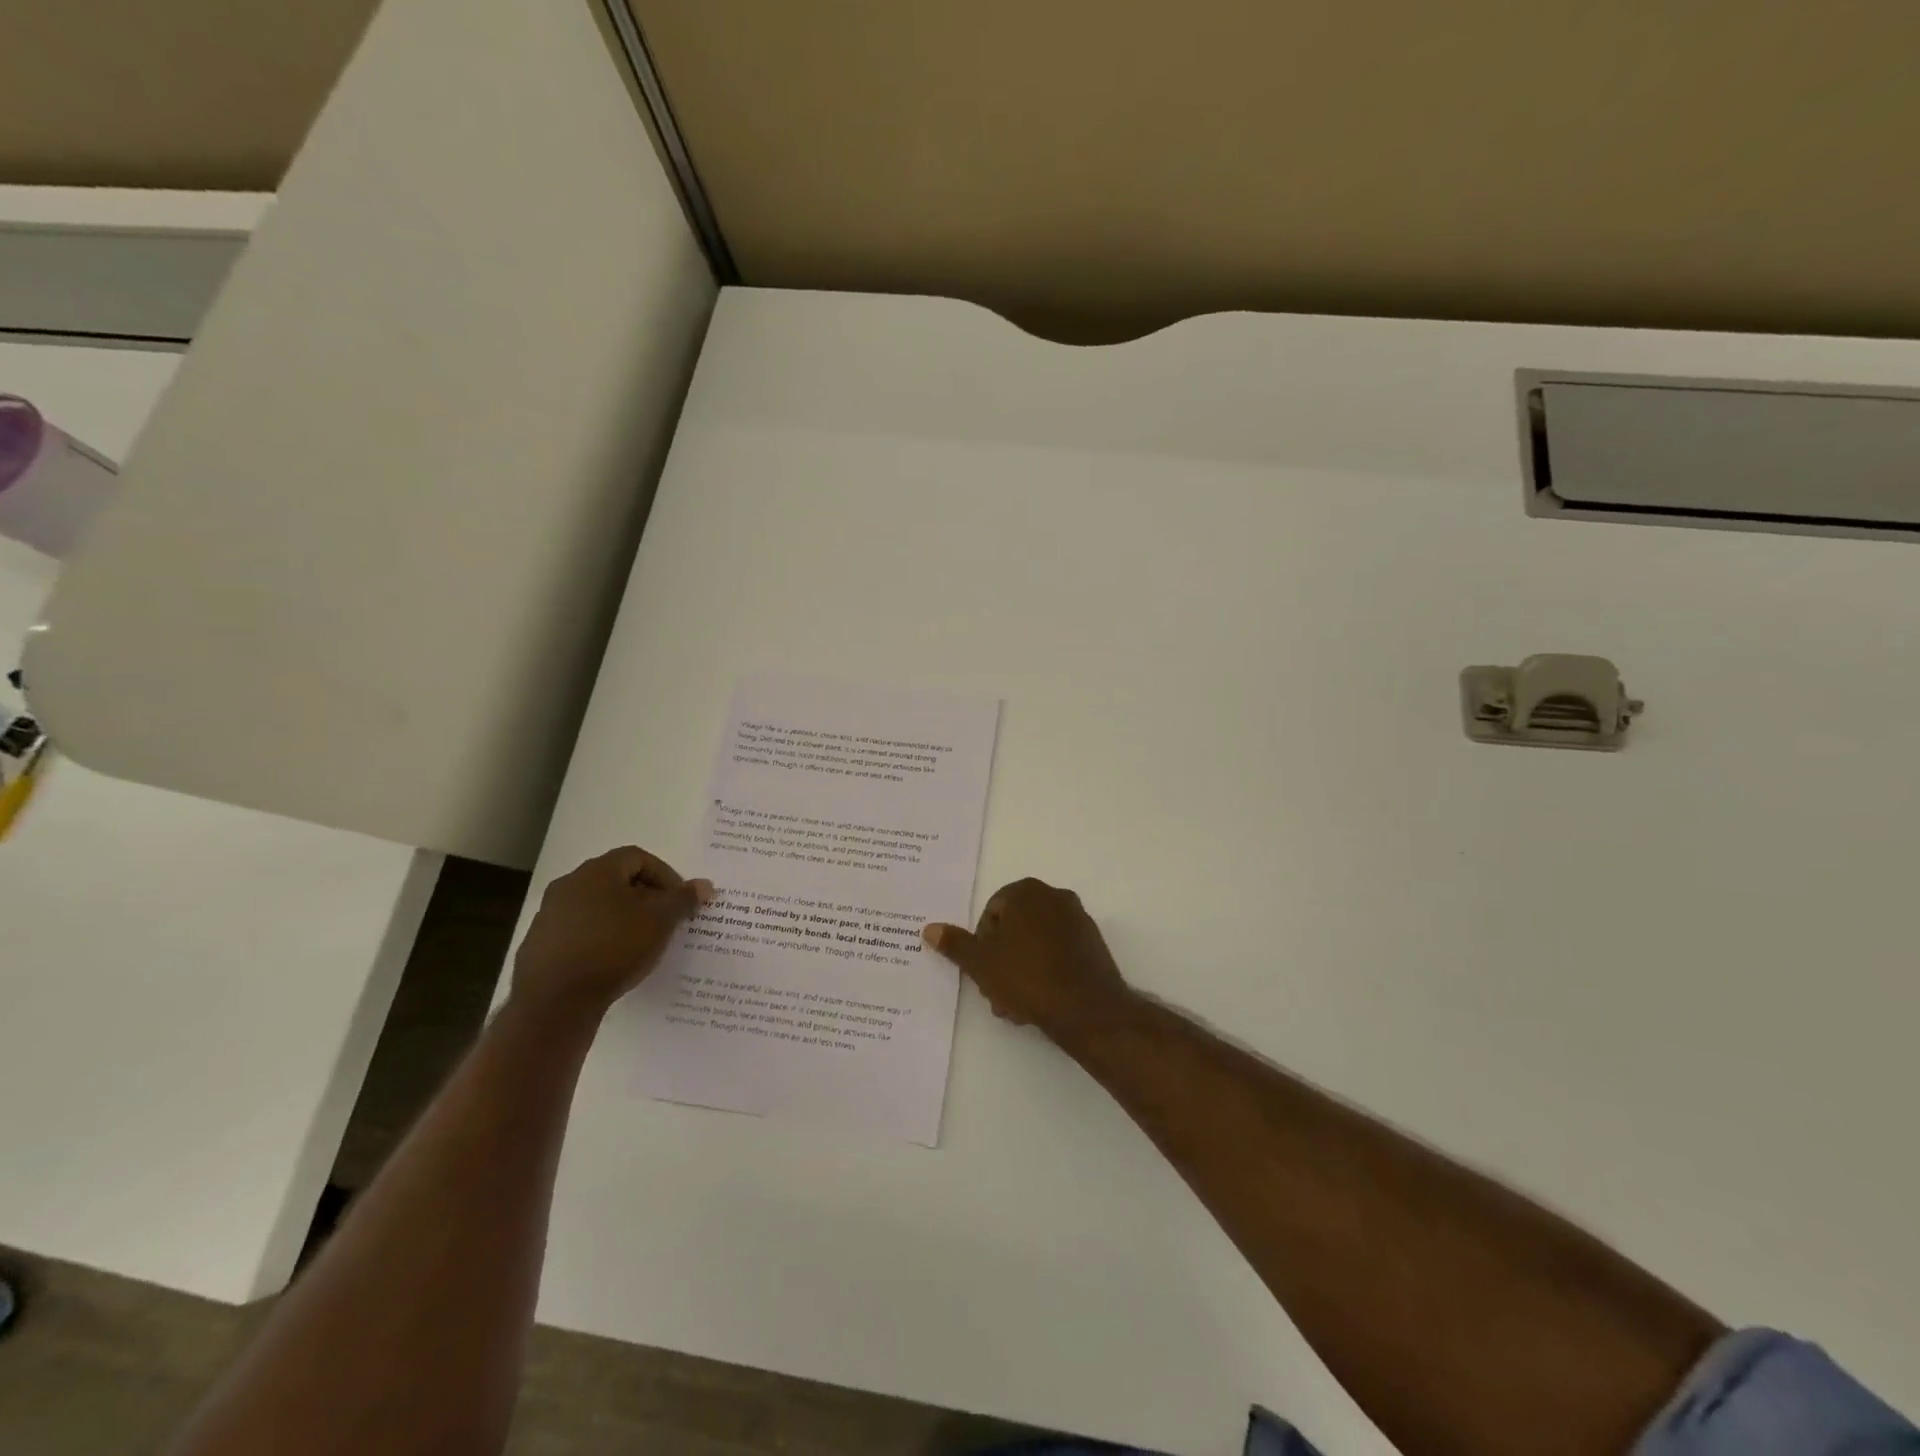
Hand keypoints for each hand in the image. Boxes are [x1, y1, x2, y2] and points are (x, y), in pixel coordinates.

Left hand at [512, 847, 711, 1013]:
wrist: (554, 1002)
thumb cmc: (614, 948)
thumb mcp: (661, 921)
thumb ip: (684, 899)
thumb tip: (704, 885)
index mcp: (597, 871)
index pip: (638, 857)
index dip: (665, 875)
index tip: (679, 901)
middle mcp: (569, 884)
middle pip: (616, 880)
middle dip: (645, 897)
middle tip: (664, 920)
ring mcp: (550, 915)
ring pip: (597, 906)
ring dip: (622, 918)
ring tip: (641, 943)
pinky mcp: (540, 944)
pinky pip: (579, 930)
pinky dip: (600, 938)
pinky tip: (612, 961)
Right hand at [923, 878, 1131, 1042]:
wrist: (1086, 1008)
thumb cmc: (1027, 978)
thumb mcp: (981, 963)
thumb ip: (955, 944)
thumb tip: (929, 929)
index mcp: (1026, 892)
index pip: (991, 913)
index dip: (982, 945)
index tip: (982, 972)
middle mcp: (1054, 896)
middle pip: (1014, 928)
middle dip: (1001, 960)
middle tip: (996, 992)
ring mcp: (1077, 919)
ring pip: (1035, 943)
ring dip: (1020, 970)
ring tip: (1016, 1005)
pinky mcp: (1092, 943)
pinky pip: (1058, 952)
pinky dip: (1045, 970)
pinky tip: (1039, 1001)